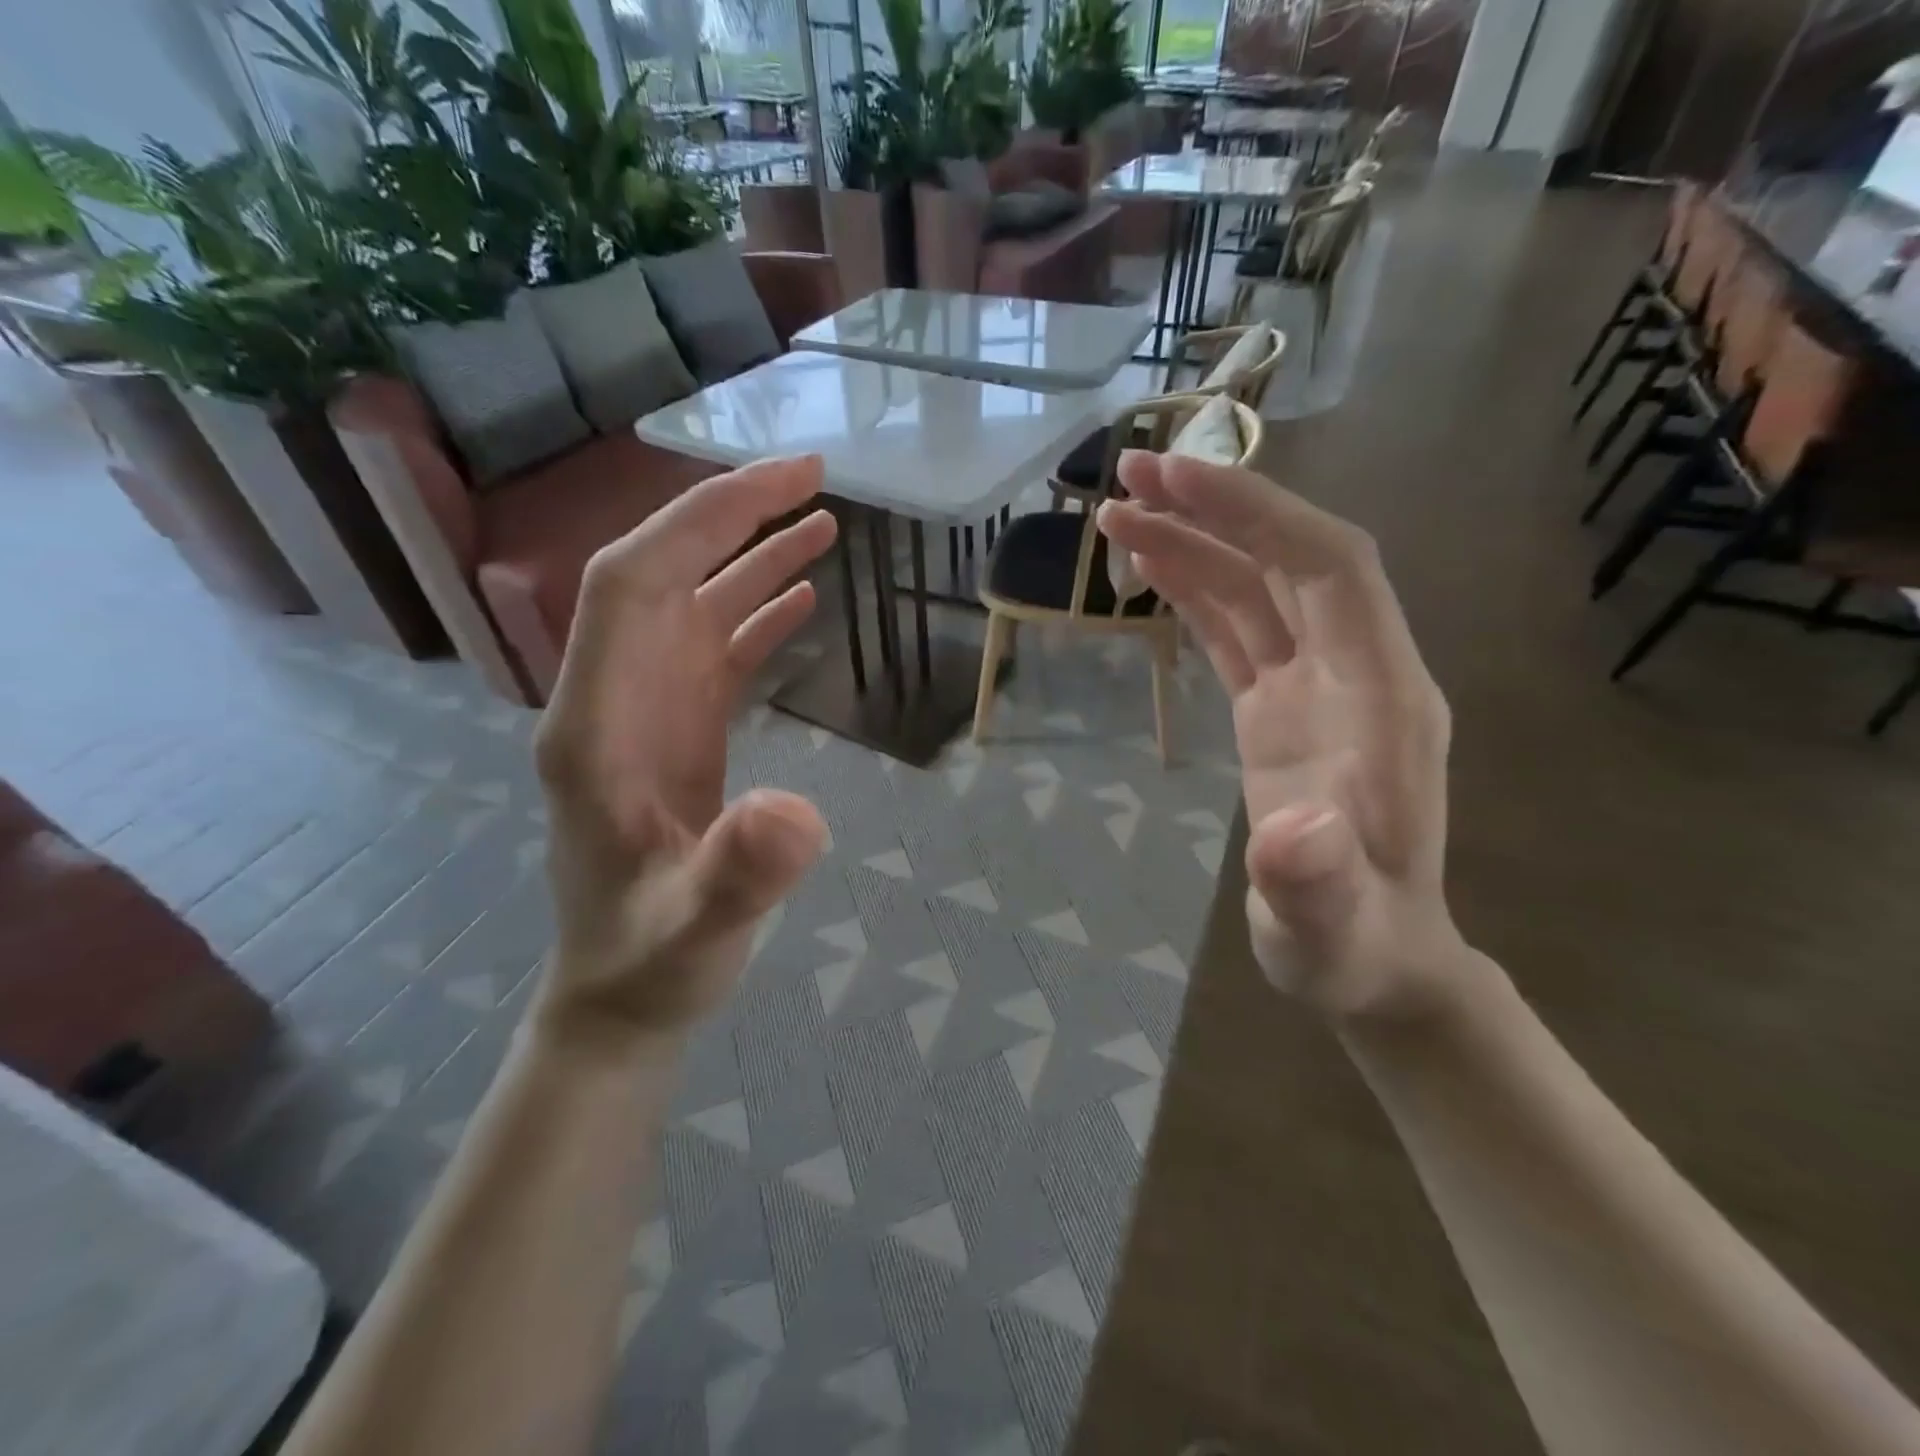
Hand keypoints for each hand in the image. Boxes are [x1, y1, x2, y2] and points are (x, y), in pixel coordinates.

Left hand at [531, 457, 836, 1043]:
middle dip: (732, 517)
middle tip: (815, 478)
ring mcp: (645, 715)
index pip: (632, 585)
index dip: (701, 522)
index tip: (782, 484)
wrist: (622, 999)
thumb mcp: (698, 932)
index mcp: (597, 725)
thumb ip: (740, 875)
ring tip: (823, 524)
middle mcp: (612, 700)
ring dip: (750, 558)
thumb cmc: (652, 965)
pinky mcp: (676, 735)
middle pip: (660, 576)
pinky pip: (713, 653)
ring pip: (691, 607)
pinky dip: (755, 615)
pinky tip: (801, 599)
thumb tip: (799, 813)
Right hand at [1097, 452, 1461, 1017]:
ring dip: (1192, 540)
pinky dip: (1192, 587)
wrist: (1372, 958)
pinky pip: (1236, 625)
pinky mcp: (1279, 704)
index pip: (1328, 568)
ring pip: (1255, 584)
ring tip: (1116, 514)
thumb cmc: (1351, 946)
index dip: (1257, 512)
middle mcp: (1352, 671)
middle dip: (1216, 507)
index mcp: (1380, 699)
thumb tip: (1293, 831)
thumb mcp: (1329, 930)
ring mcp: (1314, 685)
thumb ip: (1315, 883)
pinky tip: (1147, 568)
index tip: (1177, 479)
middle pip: (1288, 556)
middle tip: (1128, 477)